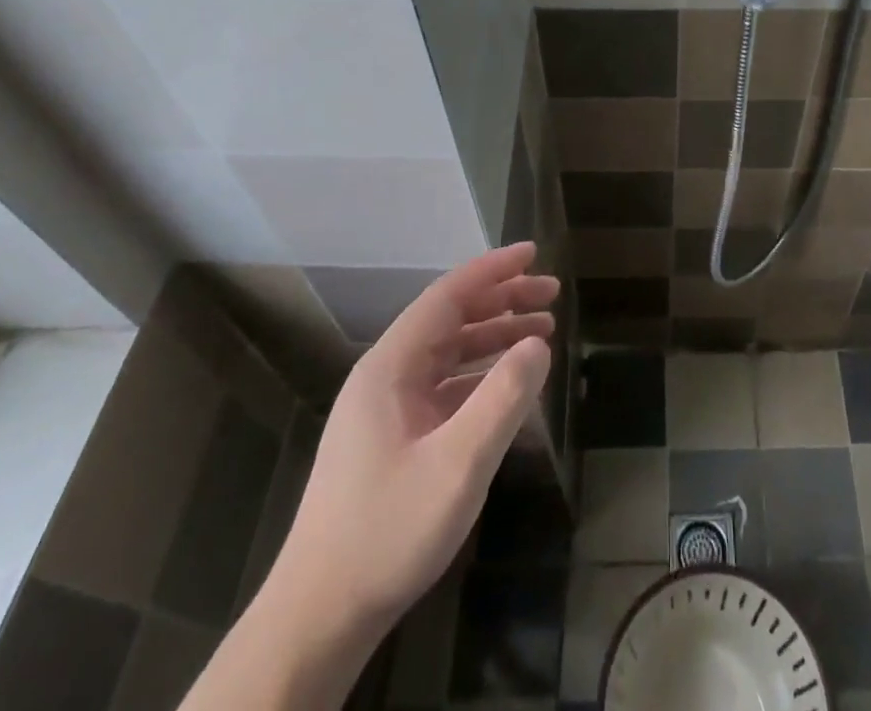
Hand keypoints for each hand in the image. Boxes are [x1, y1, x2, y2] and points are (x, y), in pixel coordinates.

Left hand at [266, 243, 556, 642]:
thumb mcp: (458, 464)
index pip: (447, 296)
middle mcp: (385, 377)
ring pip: (448, 353)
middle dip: (502, 300)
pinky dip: (480, 375)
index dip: (493, 270)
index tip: (533, 253)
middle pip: (450, 319)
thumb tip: (539, 344)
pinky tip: (509, 385)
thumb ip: (503, 397)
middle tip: (552, 295)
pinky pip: (444, 386)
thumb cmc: (387, 531)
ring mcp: (387, 409)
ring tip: (543, 333)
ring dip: (494, 337)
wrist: (319, 617)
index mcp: (390, 367)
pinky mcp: (392, 439)